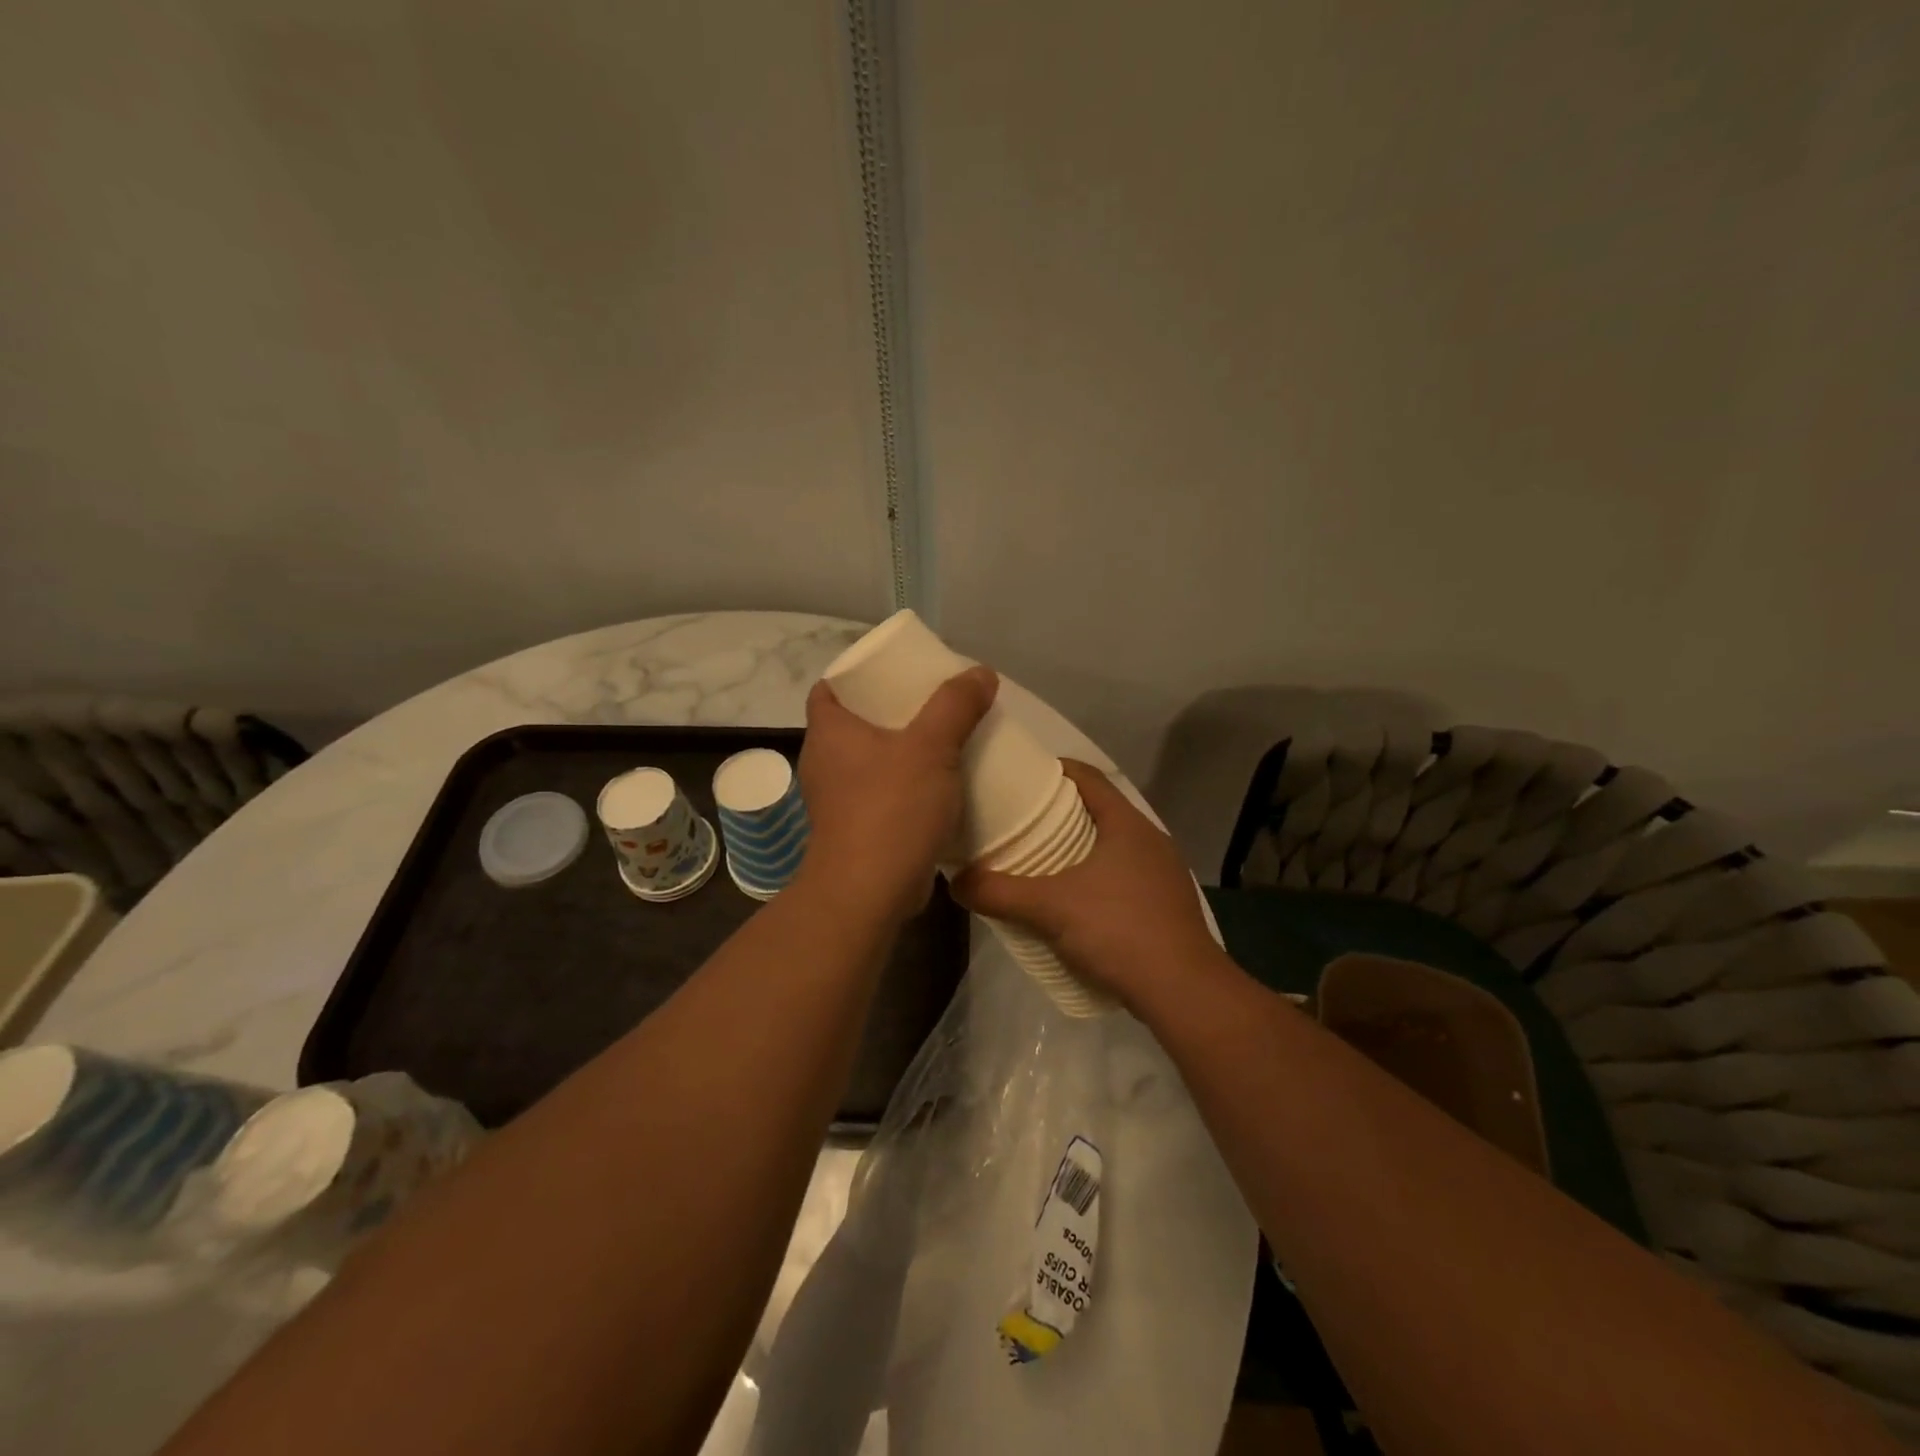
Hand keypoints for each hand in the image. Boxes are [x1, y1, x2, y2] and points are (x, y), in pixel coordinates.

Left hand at [795, 665, 998, 924]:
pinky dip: (905, 787)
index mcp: (829, 732)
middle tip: (933, 704)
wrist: (870, 892)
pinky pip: (881, 794)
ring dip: (902, 752)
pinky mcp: (855, 830)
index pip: (829, 688)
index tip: (895, 673)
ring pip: (870, 761)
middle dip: (892, 712)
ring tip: (943, 742)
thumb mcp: (931, 746)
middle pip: (855, 723)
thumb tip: (981, 672)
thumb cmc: (891, 808)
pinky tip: (939, 787)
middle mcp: (824, 762)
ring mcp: (837, 800)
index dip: (858, 675)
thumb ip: (956, 705)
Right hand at [952, 760, 1220, 1012]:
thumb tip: (954, 882)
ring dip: (1077, 849)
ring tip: (1039, 862)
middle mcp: (1150, 840)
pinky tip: (1072, 902)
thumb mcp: (1049, 908)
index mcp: (1127, 823)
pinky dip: (1095, 878)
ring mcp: (1162, 874)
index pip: (1088, 776)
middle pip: (1098, 810)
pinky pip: (1122, 876)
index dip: (1053, 770)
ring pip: (1111, 846)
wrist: (1183, 991)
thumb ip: (999, 892)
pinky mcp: (1165, 905)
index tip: (1020, 778)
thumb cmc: (1118, 930)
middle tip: (1019, 823)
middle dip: (1058, 813)